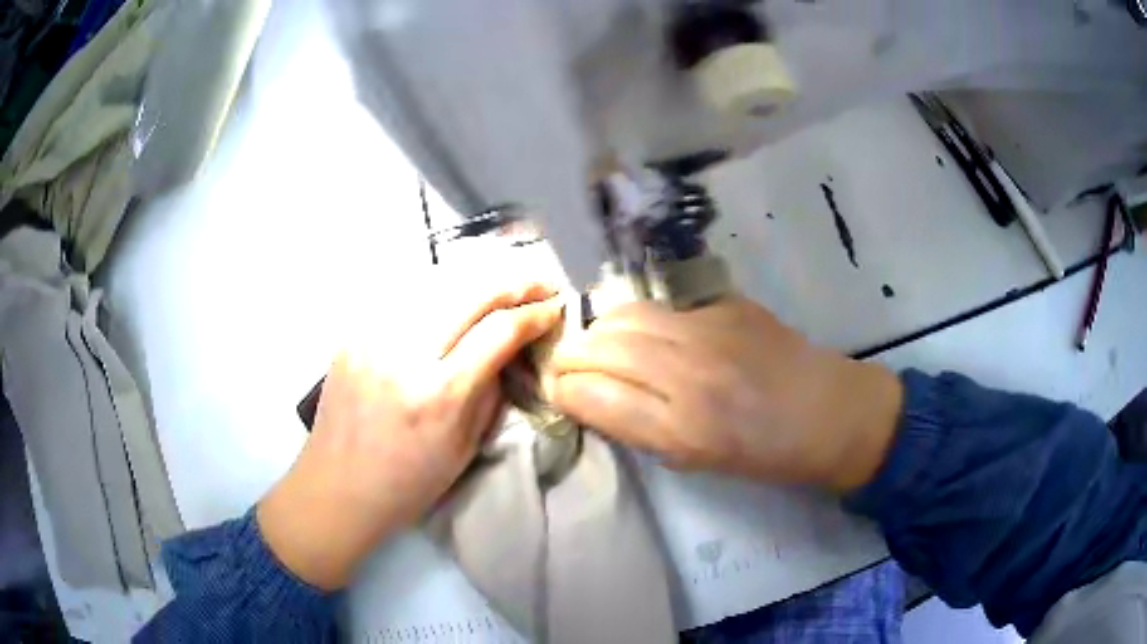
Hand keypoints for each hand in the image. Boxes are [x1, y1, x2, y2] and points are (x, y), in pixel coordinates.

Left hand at [258, 281, 562, 589]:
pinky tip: (452, 295)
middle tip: (539, 282)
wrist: (337, 488)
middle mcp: (404, 353)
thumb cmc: (407, 484)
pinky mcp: (353, 333)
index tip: (553, 308)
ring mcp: (373, 336)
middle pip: (470, 291)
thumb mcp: (465, 448)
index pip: (498, 330)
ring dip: (477, 277)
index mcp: (439, 393)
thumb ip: (490, 390)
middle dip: (513, 281)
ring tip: (501, 282)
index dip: (534, 313)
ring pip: (435, 281)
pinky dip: (437, 288)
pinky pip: (403, 295)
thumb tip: (509, 348)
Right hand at [547, 297, 902, 491]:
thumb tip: (594, 397)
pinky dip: (639, 320)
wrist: (830, 411)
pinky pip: (661, 306)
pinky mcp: (725, 304)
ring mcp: (708, 330)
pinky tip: (646, 333)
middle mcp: (688, 374)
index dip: (562, 390)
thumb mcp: (696, 461)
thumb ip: (640, 428)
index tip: (557, 390)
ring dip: (599, 331)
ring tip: (600, 345)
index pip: (589, 394)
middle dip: (570, 356)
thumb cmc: (766, 454)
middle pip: (599, 346)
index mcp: (681, 429)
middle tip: (568, 366)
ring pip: (623, 315)